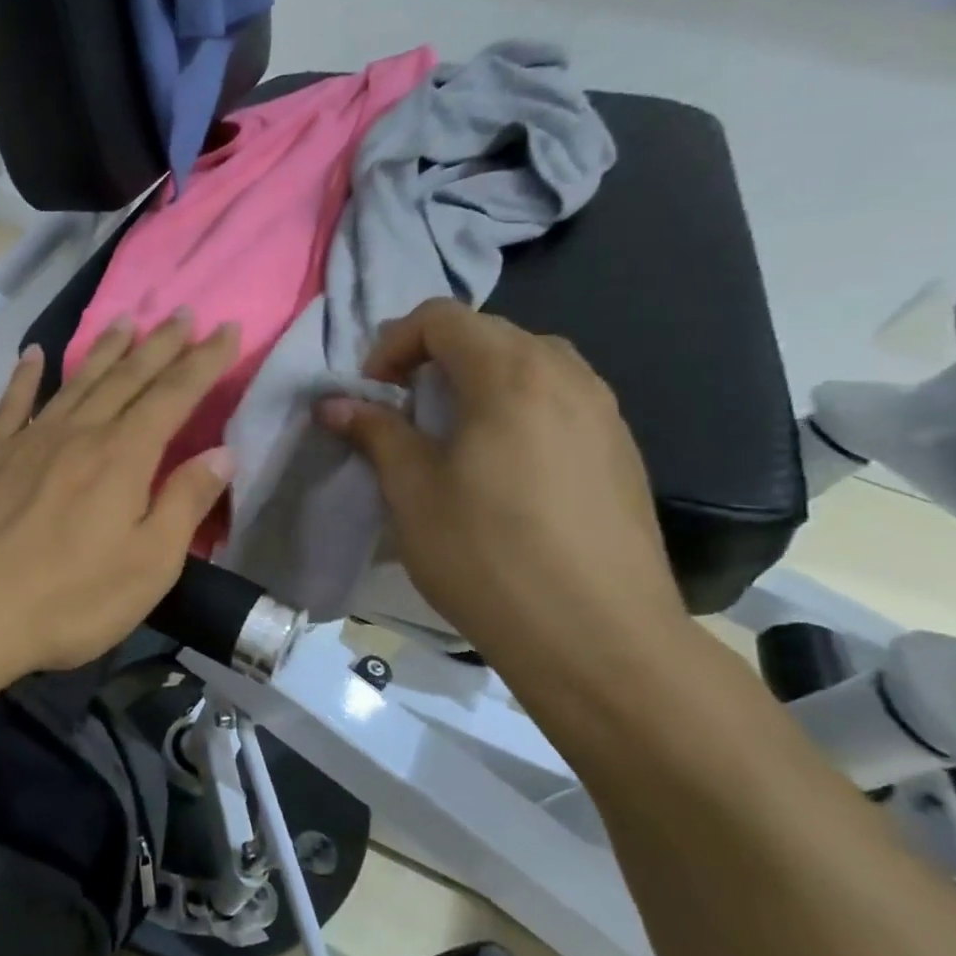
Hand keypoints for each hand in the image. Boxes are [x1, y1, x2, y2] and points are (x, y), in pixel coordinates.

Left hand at [0, 315, 239, 687]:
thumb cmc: (67, 600)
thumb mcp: (148, 565)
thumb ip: (184, 504)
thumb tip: (221, 454)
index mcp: (122, 457)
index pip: (174, 396)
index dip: (204, 362)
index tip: (228, 329)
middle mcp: (77, 434)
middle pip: (126, 378)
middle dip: (160, 345)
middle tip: (183, 313)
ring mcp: (28, 441)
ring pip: (76, 382)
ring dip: (104, 349)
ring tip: (125, 319)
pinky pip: (11, 405)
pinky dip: (25, 377)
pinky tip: (33, 355)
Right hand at [317, 299, 691, 683]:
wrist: (597, 636)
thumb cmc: (486, 556)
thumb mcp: (412, 492)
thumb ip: (376, 433)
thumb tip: (334, 403)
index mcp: (510, 375)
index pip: (443, 318)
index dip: (393, 343)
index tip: (373, 393)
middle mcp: (566, 376)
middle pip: (490, 334)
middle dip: (434, 359)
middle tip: (403, 411)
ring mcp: (604, 412)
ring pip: (531, 364)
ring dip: (478, 382)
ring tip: (450, 436)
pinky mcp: (621, 451)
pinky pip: (561, 400)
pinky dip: (517, 408)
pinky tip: (502, 468)